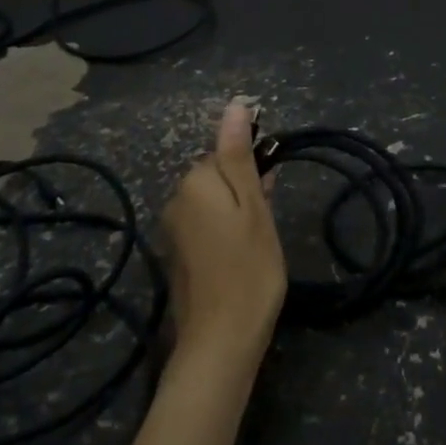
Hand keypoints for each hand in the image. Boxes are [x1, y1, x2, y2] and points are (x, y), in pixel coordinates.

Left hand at [160, 102, 286, 370]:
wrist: (221, 340)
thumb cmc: (249, 268)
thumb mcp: (253, 206)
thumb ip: (239, 155)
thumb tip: (235, 105)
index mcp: (194, 182)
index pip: (226, 153)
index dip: (254, 170)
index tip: (271, 194)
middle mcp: (176, 200)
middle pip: (218, 176)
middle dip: (246, 189)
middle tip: (267, 224)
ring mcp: (174, 230)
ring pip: (215, 202)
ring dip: (239, 211)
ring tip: (260, 242)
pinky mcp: (178, 255)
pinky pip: (207, 225)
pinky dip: (227, 232)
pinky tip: (244, 254)